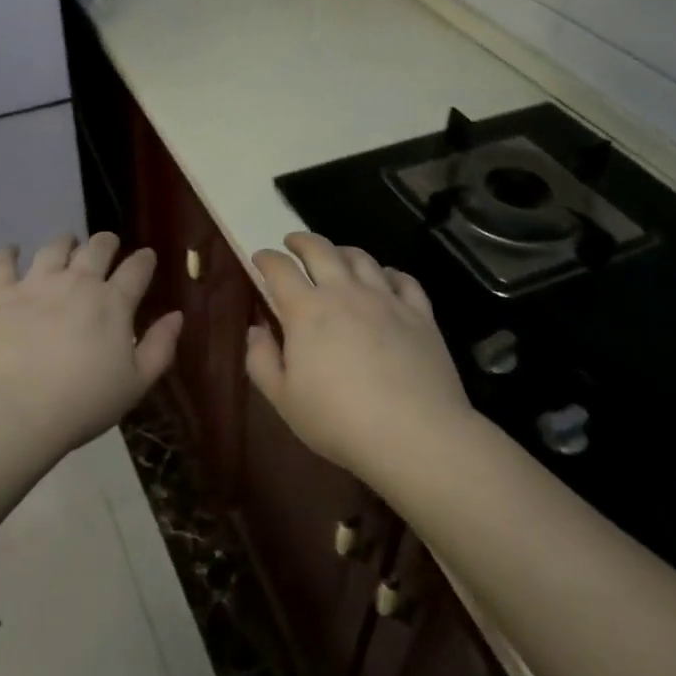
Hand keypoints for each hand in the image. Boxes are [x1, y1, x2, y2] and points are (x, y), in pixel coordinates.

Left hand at [0, 232, 183, 457]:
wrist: (14, 411)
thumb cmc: (82, 403)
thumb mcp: (136, 384)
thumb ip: (160, 347)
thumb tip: (176, 315)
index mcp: (113, 303)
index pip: (136, 269)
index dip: (144, 259)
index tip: (146, 256)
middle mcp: (77, 282)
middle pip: (97, 248)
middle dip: (106, 242)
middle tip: (107, 245)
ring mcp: (36, 284)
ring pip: (54, 248)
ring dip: (65, 242)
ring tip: (67, 243)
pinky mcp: (0, 294)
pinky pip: (3, 263)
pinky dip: (8, 253)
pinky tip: (11, 250)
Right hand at [246, 232, 470, 481]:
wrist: (414, 434)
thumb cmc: (339, 420)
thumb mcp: (284, 399)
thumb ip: (262, 360)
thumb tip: (256, 329)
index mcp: (306, 310)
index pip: (279, 269)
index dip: (266, 259)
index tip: (259, 258)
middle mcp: (344, 292)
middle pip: (320, 250)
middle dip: (301, 241)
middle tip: (292, 242)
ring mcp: (385, 299)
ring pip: (361, 258)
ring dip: (342, 251)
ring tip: (336, 255)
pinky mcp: (419, 314)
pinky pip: (403, 279)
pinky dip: (388, 272)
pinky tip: (385, 278)